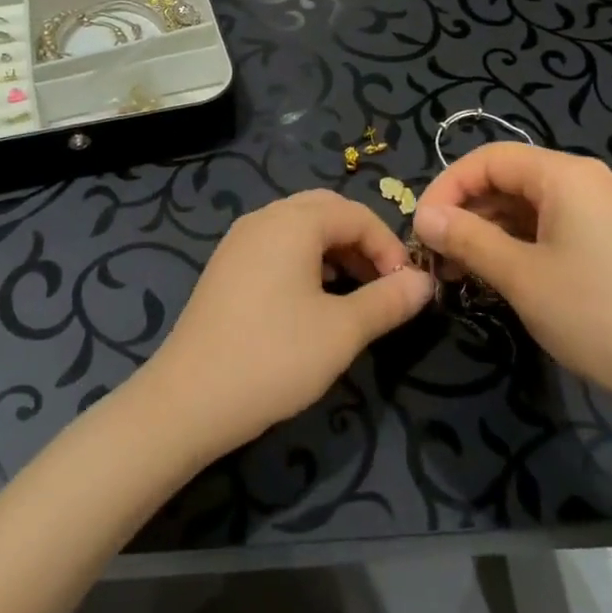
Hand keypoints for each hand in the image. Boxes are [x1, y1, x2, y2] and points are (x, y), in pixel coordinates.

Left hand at [142, 191, 434, 456]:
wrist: (187, 400)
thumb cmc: (273, 358)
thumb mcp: (342, 331)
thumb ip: (388, 301)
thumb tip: (424, 282)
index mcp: (293, 221)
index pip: (356, 214)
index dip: (389, 247)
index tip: (407, 289)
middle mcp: (264, 218)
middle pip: (326, 212)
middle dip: (362, 242)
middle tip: (383, 284)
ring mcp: (239, 241)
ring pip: (300, 229)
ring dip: (334, 251)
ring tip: (354, 296)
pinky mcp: (226, 267)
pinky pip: (276, 246)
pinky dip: (305, 261)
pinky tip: (313, 302)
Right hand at [413, 144, 611, 437]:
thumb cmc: (599, 317)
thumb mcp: (522, 277)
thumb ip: (468, 239)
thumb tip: (424, 216)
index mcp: (565, 175)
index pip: (488, 159)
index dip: (447, 187)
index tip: (420, 228)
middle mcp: (584, 181)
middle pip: (507, 179)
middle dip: (466, 211)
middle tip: (434, 254)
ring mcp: (600, 211)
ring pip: (526, 206)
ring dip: (488, 231)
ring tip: (458, 269)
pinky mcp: (609, 241)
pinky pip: (550, 227)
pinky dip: (517, 245)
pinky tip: (497, 275)